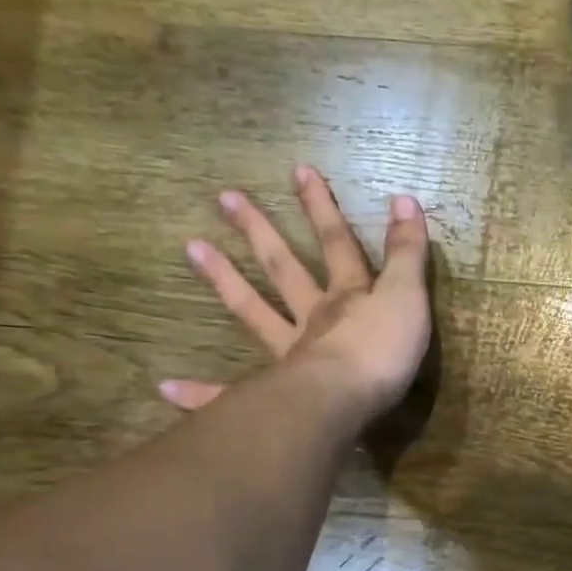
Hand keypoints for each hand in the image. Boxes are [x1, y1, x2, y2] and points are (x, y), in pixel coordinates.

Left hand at [160, 166, 430, 425]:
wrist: (345, 401)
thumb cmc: (382, 351)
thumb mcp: (407, 297)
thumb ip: (407, 253)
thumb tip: (404, 198)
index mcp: (347, 297)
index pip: (336, 244)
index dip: (323, 208)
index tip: (299, 170)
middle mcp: (312, 318)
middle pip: (284, 268)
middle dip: (260, 232)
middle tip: (225, 198)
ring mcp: (288, 354)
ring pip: (253, 312)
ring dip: (224, 280)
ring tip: (191, 247)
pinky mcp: (272, 394)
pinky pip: (230, 393)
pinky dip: (199, 393)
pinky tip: (165, 388)